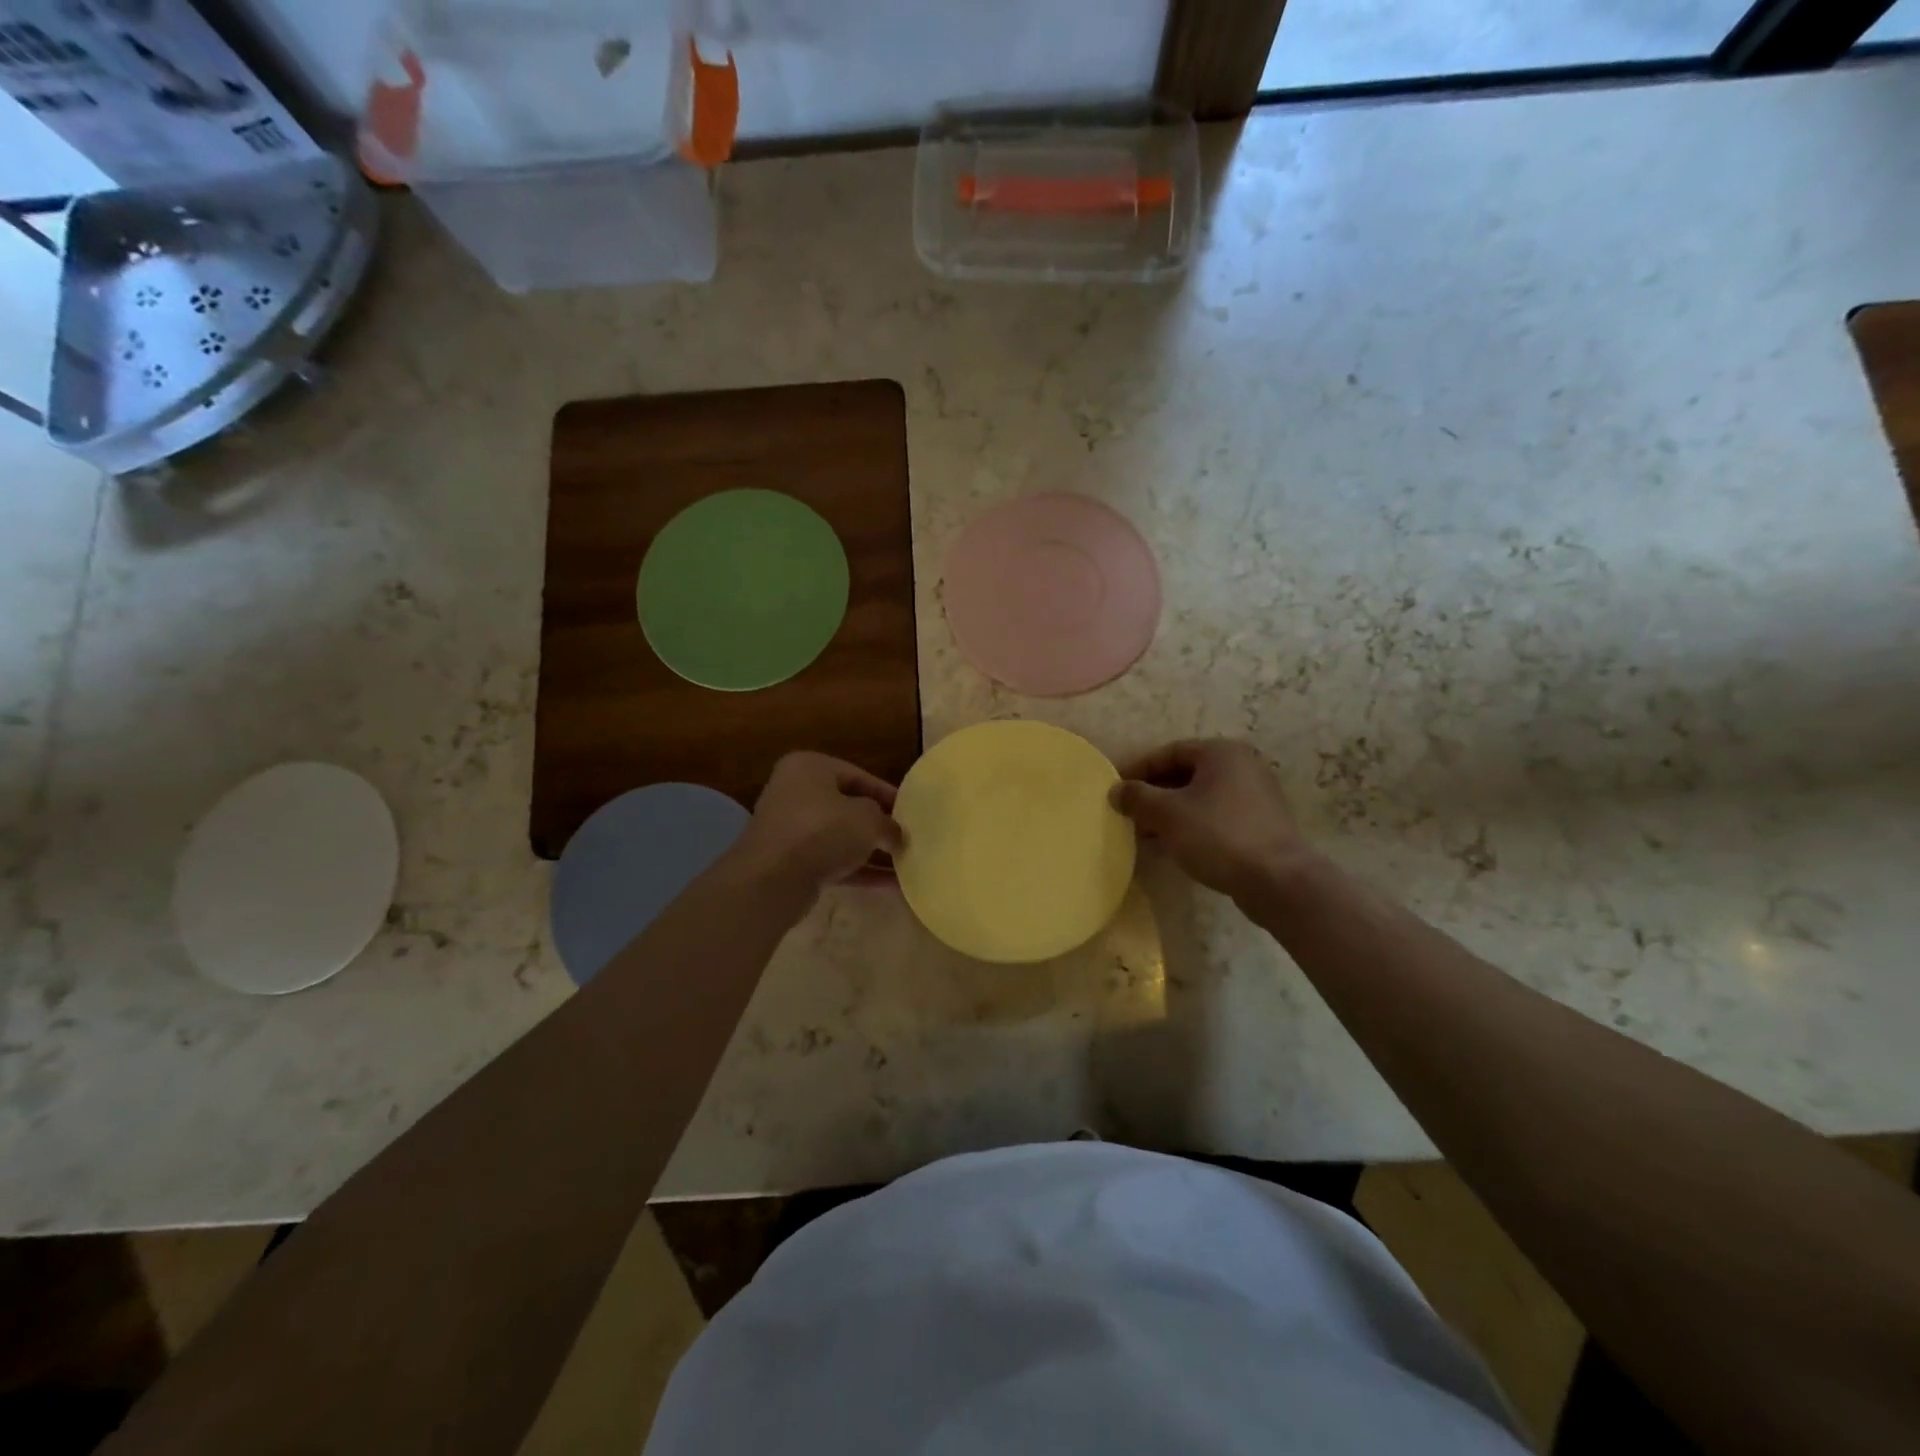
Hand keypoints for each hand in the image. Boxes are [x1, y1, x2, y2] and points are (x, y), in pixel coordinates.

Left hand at [731, 751, 903, 905]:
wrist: (771, 879)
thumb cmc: (821, 830)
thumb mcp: (867, 819)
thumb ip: (887, 823)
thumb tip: (895, 836)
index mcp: (809, 767)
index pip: (858, 776)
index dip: (887, 794)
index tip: (910, 812)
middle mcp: (795, 793)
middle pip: (847, 806)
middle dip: (878, 824)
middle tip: (905, 837)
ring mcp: (790, 829)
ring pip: (839, 836)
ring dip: (870, 851)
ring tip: (903, 862)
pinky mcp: (790, 862)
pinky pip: (831, 861)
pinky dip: (858, 870)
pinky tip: (889, 883)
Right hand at [1111, 739, 1309, 901]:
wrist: (1278, 880)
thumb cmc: (1218, 835)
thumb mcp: (1167, 814)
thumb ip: (1137, 797)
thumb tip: (1116, 791)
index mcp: (1221, 752)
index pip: (1169, 752)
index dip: (1138, 769)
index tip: (1115, 789)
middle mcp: (1242, 765)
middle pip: (1185, 774)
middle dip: (1154, 794)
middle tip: (1128, 812)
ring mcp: (1256, 795)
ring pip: (1200, 797)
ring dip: (1170, 812)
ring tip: (1145, 833)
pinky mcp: (1261, 824)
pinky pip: (1216, 816)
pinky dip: (1192, 825)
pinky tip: (1174, 846)